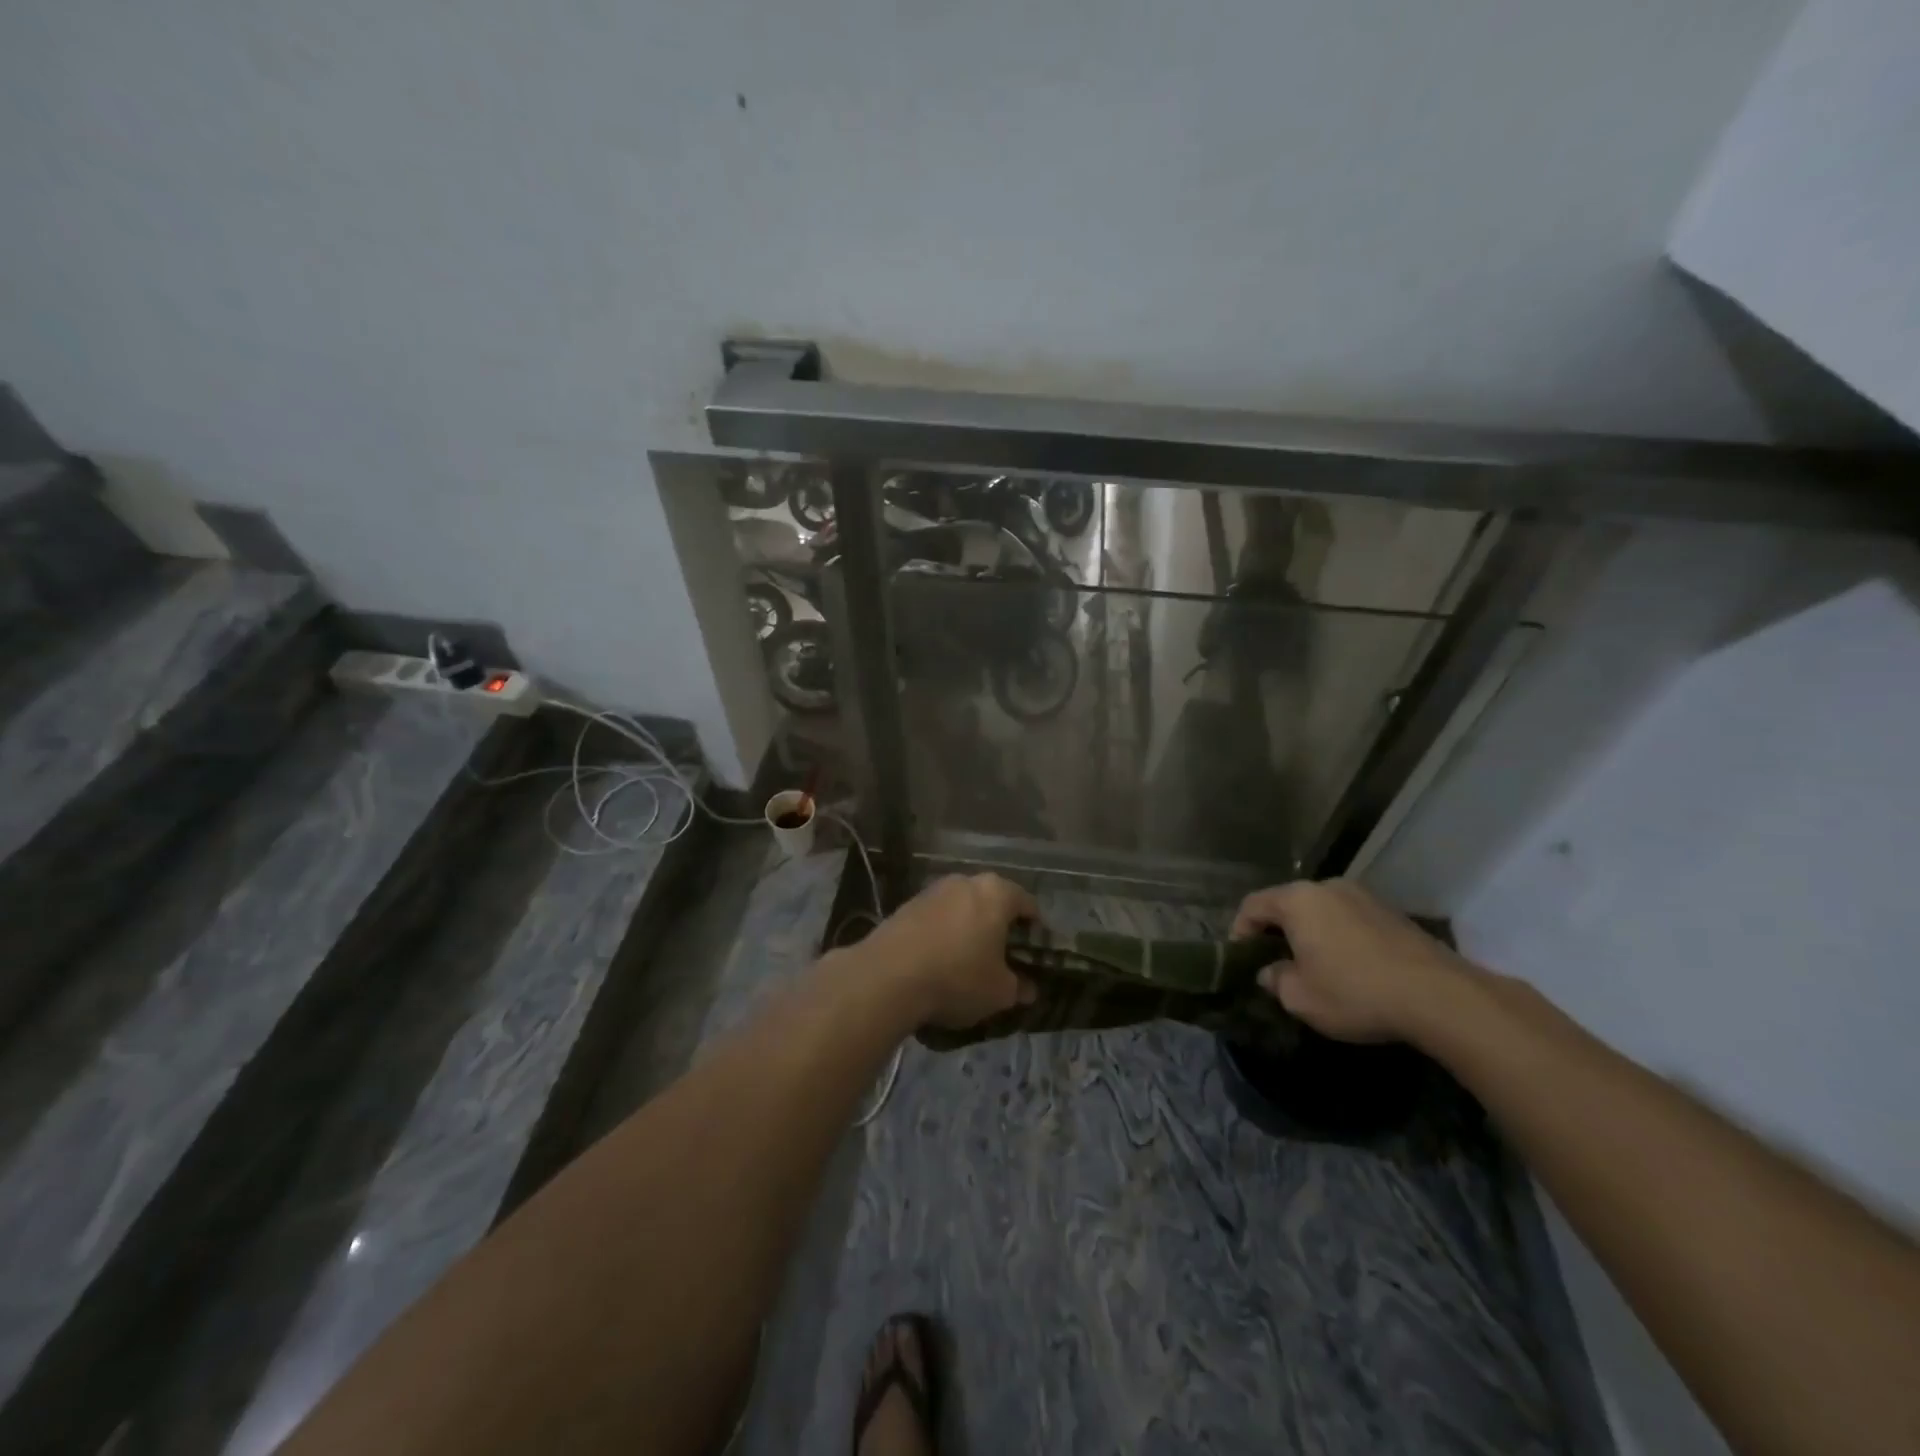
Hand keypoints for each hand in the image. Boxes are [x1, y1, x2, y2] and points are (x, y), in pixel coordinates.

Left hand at [858, 874, 1038, 1028]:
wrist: (887, 977)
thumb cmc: (957, 977)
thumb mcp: (999, 992)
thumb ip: (1018, 987)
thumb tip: (1028, 988)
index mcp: (996, 892)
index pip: (1028, 904)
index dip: (1035, 931)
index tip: (1033, 956)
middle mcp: (965, 881)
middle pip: (993, 902)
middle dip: (999, 928)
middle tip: (1003, 960)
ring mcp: (932, 890)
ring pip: (962, 909)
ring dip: (969, 930)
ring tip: (968, 963)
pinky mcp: (906, 905)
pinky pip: (936, 918)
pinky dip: (943, 935)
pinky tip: (939, 963)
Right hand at [1232, 879, 1472, 1043]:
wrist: (1439, 996)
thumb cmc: (1355, 992)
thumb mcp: (1300, 998)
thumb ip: (1275, 980)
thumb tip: (1270, 972)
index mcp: (1297, 900)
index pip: (1252, 905)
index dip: (1240, 932)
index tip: (1243, 960)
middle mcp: (1327, 887)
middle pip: (1288, 904)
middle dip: (1277, 932)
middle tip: (1276, 964)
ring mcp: (1363, 896)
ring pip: (1321, 911)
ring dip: (1311, 933)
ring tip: (1315, 966)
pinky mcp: (1392, 912)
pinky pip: (1350, 919)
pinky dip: (1340, 937)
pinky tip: (1350, 967)